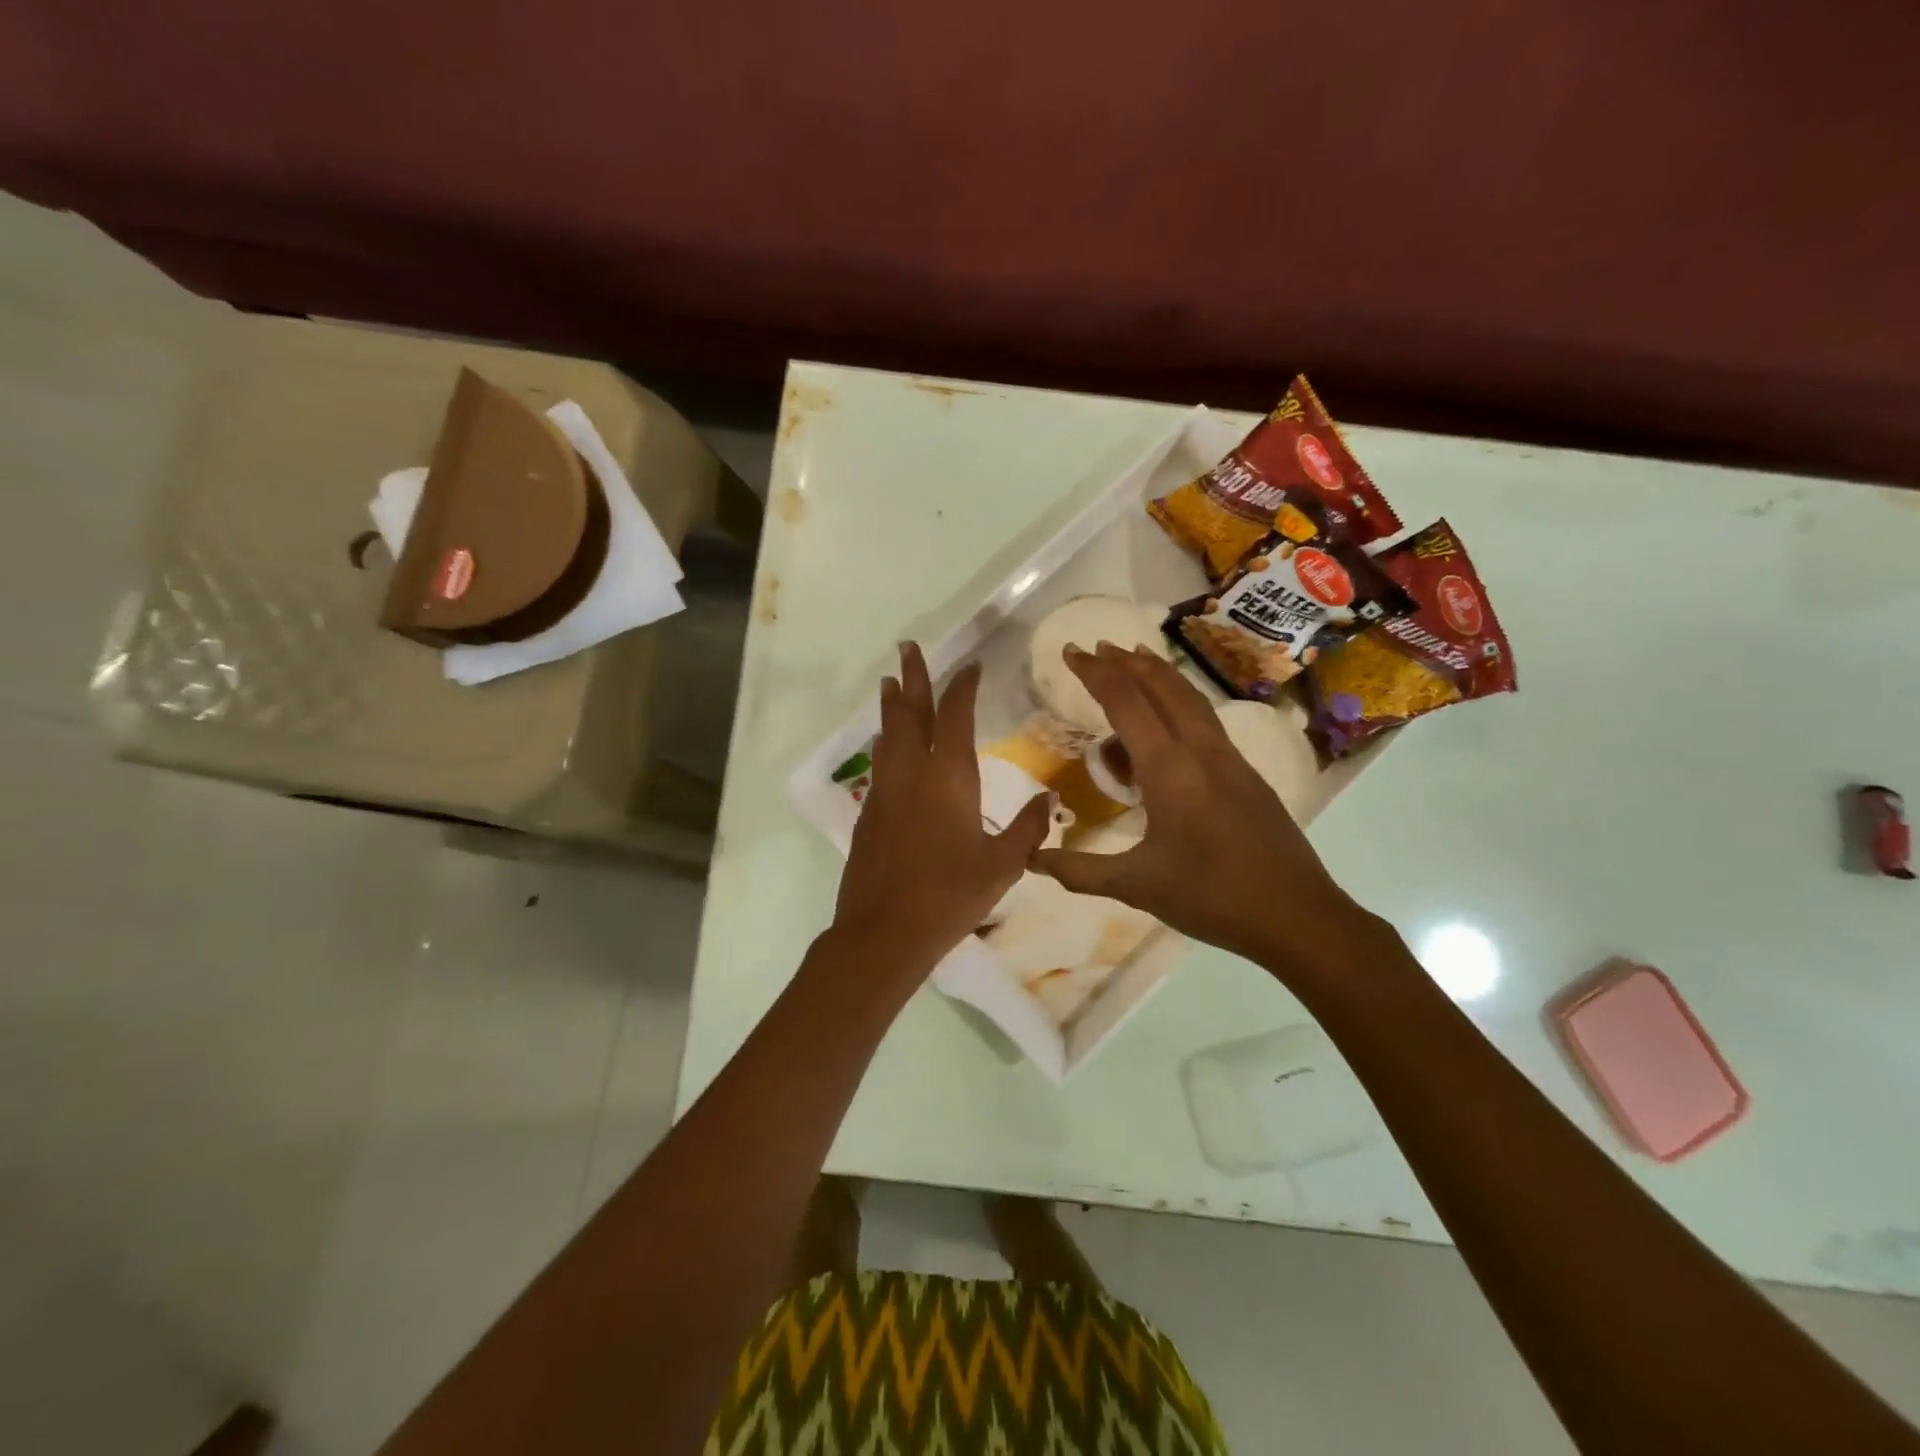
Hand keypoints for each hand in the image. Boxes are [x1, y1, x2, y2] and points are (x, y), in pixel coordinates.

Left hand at [831, 643, 1052, 990]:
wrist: (884, 931)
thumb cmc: (950, 896)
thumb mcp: (1002, 866)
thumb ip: (1027, 829)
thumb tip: (1048, 799)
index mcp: (949, 779)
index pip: (955, 717)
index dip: (962, 687)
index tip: (969, 666)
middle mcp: (913, 774)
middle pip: (911, 714)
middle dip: (912, 678)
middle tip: (907, 647)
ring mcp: (886, 791)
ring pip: (889, 735)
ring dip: (893, 706)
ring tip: (892, 684)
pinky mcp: (870, 812)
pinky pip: (881, 762)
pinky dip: (886, 741)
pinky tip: (888, 743)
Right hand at [1032, 644, 1378, 978]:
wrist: (1296, 916)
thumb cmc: (1211, 897)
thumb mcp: (1137, 886)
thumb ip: (1080, 870)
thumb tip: (1032, 860)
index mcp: (1170, 769)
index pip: (1126, 703)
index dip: (1095, 674)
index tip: (1071, 651)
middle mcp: (1201, 751)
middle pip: (1162, 688)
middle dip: (1126, 662)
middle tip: (1097, 648)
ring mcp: (1229, 759)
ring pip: (1190, 699)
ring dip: (1158, 674)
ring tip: (1135, 659)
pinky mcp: (1246, 773)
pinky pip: (1206, 720)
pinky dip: (1180, 701)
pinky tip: (1172, 718)